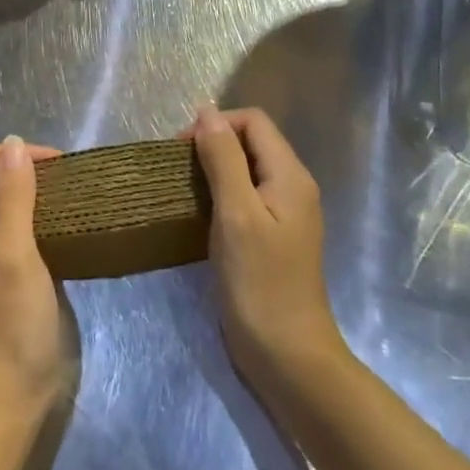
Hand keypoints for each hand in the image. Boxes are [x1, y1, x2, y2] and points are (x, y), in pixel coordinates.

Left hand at [0, 136, 66, 421]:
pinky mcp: (4, 276)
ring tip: (72, 199)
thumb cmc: (11, 325)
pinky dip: (39, 220)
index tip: (58, 165)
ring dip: (35, 195)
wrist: (9, 402)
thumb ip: (13, 197)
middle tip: (69, 181)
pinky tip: (67, 228)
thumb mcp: (14, 254)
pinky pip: (17, 231)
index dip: (15, 154)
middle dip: (26, 171)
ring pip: (5, 205)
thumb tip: (14, 143)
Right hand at [190, 107, 345, 391]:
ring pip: (245, 170)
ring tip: (182, 190)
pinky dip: (219, 195)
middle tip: (177, 171)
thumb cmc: (260, 282)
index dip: (216, 125)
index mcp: (290, 175)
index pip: (253, 121)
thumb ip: (223, 159)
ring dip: (212, 170)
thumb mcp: (236, 214)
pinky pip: (244, 197)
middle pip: (250, 142)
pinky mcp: (271, 237)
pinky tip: (198, 214)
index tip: (182, 151)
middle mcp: (291, 187)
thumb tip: (207, 113)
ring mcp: (283, 214)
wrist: (287, 356)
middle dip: (212, 144)